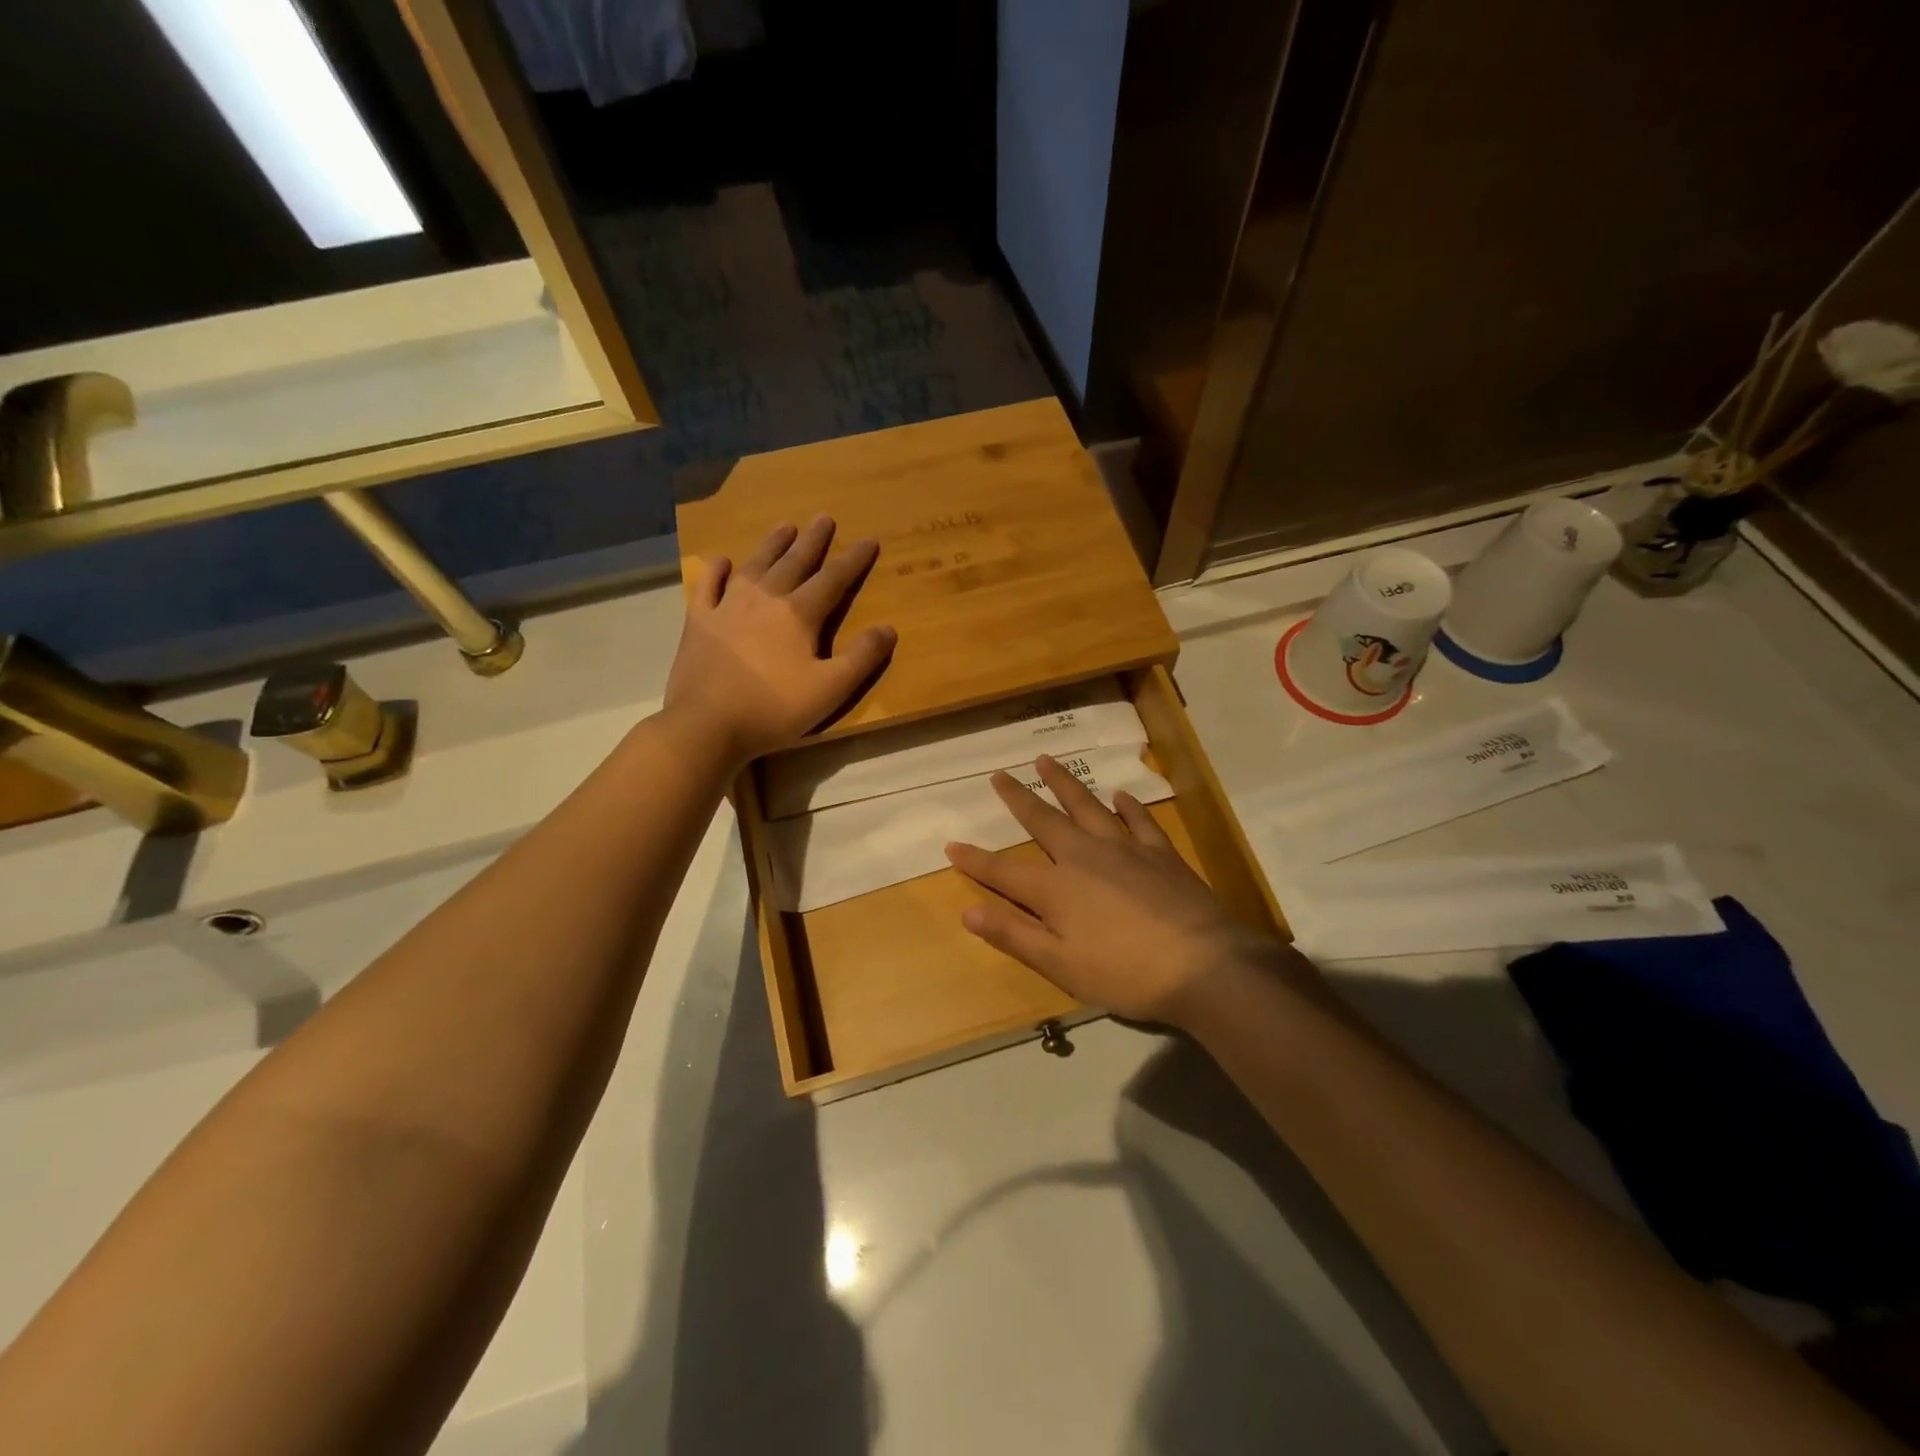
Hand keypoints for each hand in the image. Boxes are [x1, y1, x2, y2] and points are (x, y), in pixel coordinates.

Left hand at [665, 517, 896, 762]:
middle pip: (794, 562)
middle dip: (813, 541)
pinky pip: (708, 586)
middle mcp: (764, 599)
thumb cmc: (774, 709)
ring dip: (772, 545)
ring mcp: (727, 606)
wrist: (707, 725)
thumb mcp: (830, 689)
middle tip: (824, 518)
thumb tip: (888, 629)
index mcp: (798, 614)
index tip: (869, 540)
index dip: (854, 560)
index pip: (833, 579)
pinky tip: (722, 561)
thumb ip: (862, 658)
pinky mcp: (698, 621)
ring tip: (785, 526)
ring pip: (755, 566)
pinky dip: (716, 571)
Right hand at [944, 755, 1293, 1027]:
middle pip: (1044, 821)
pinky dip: (1128, 806)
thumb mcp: (1060, 965)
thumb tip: (968, 911)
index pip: (1004, 871)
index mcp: (1056, 889)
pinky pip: (1139, 821)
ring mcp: (1125, 850)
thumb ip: (1014, 935)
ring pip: (1087, 807)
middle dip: (1018, 798)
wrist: (1203, 967)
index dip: (975, 861)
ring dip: (1065, 784)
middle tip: (1001, 774)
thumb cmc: (1124, 974)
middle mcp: (1084, 857)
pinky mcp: (1160, 854)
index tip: (952, 845)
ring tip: (1047, 761)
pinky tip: (1121, 795)